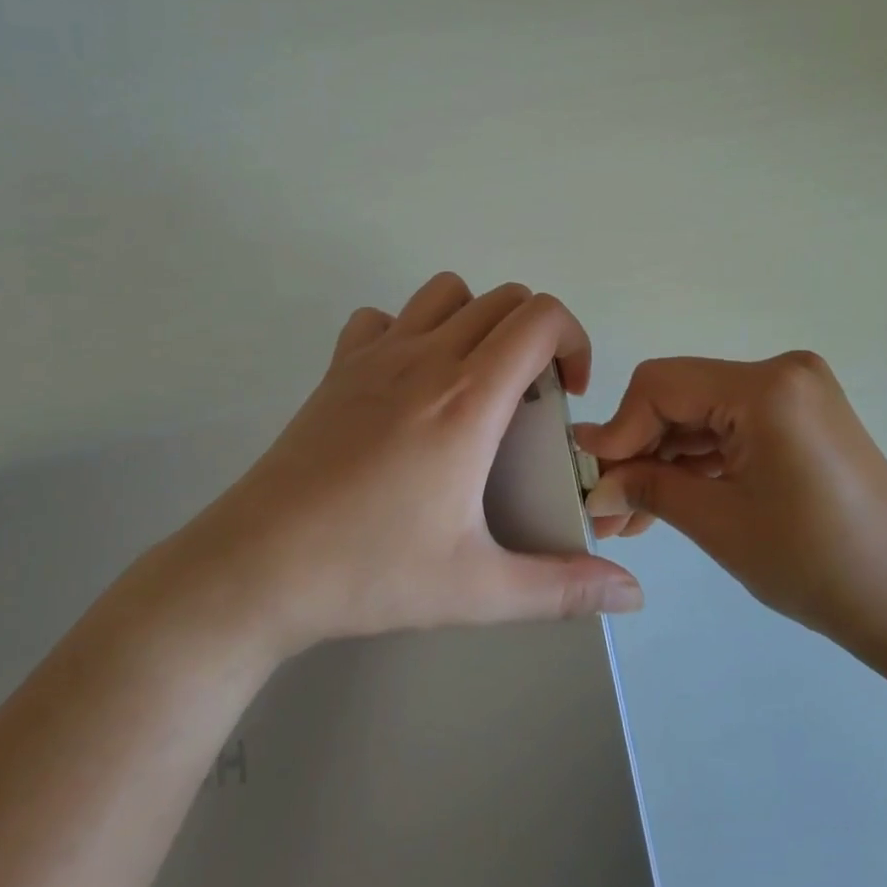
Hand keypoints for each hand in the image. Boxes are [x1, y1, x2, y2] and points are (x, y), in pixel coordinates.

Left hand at [160, 273, 642, 662]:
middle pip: (503, 298)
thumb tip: (631, 594)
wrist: (255, 569)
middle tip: (531, 396)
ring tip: (476, 380)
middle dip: (536, 333)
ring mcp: (376, 356)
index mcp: (468, 399)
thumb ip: (563, 589)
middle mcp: (427, 358)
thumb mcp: (478, 589)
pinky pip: (383, 318)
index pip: (540, 317)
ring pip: (446, 292)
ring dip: (477, 319)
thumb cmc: (369, 571)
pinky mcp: (338, 368)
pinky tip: (408, 384)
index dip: (573, 340)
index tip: (567, 394)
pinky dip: (409, 330)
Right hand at [576, 352, 886, 654]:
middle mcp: (783, 372)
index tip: (593, 478)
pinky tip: (669, 499)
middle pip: (682, 396)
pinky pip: (735, 427)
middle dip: (641, 450)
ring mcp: (796, 393)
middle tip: (607, 505)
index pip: (661, 385)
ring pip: (705, 415)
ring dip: (667, 460)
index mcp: (767, 386)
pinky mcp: (802, 417)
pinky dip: (702, 461)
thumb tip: (595, 483)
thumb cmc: (813, 563)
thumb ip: (647, 487)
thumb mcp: (717, 522)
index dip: (619, 429)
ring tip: (631, 517)